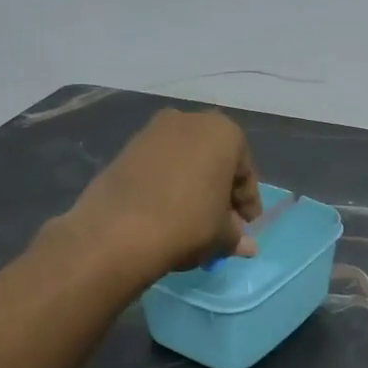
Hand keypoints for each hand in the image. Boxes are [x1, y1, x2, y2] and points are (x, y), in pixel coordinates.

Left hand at [69, 110, 262, 276]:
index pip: (245, 172)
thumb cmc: (189, 223)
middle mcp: (190, 120)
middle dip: (220, 192)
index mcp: (224, 132)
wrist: (119, 230)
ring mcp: (153, 130)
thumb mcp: (222, 234)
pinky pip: (160, 166)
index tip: (247, 226)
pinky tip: (167, 211)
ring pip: (186, 162)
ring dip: (194, 187)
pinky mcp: (126, 147)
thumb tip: (247, 247)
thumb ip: (237, 235)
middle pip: (215, 161)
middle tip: (222, 223)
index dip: (248, 203)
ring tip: (193, 219)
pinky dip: (169, 184)